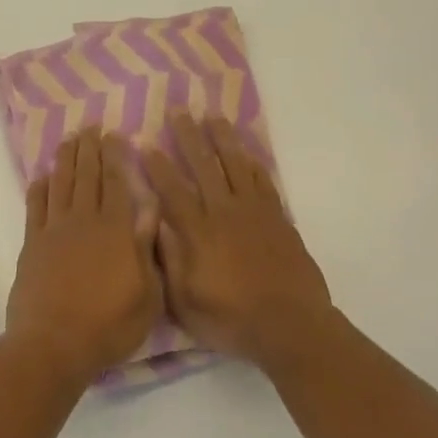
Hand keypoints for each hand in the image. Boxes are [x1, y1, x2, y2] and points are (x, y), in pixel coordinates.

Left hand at [6, 130, 163, 384]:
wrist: (54, 344)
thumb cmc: (110, 325)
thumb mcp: (148, 295)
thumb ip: (148, 248)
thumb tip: (150, 208)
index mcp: (117, 231)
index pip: (118, 183)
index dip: (116, 157)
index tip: (114, 135)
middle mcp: (85, 221)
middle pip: (88, 176)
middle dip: (90, 149)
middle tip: (91, 127)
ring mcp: (55, 230)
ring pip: (61, 185)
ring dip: (66, 160)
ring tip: (69, 140)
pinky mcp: (32, 244)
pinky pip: (36, 207)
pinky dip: (39, 188)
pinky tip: (43, 176)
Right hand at [142, 114, 333, 369]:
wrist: (291, 326)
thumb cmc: (232, 320)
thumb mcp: (186, 303)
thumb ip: (169, 262)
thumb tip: (155, 226)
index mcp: (198, 233)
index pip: (173, 191)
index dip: (159, 167)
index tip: (147, 143)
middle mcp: (224, 213)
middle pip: (204, 166)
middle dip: (189, 137)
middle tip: (179, 112)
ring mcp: (255, 212)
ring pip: (235, 165)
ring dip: (223, 139)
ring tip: (213, 116)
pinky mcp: (278, 218)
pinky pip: (263, 181)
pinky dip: (252, 163)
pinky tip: (246, 151)